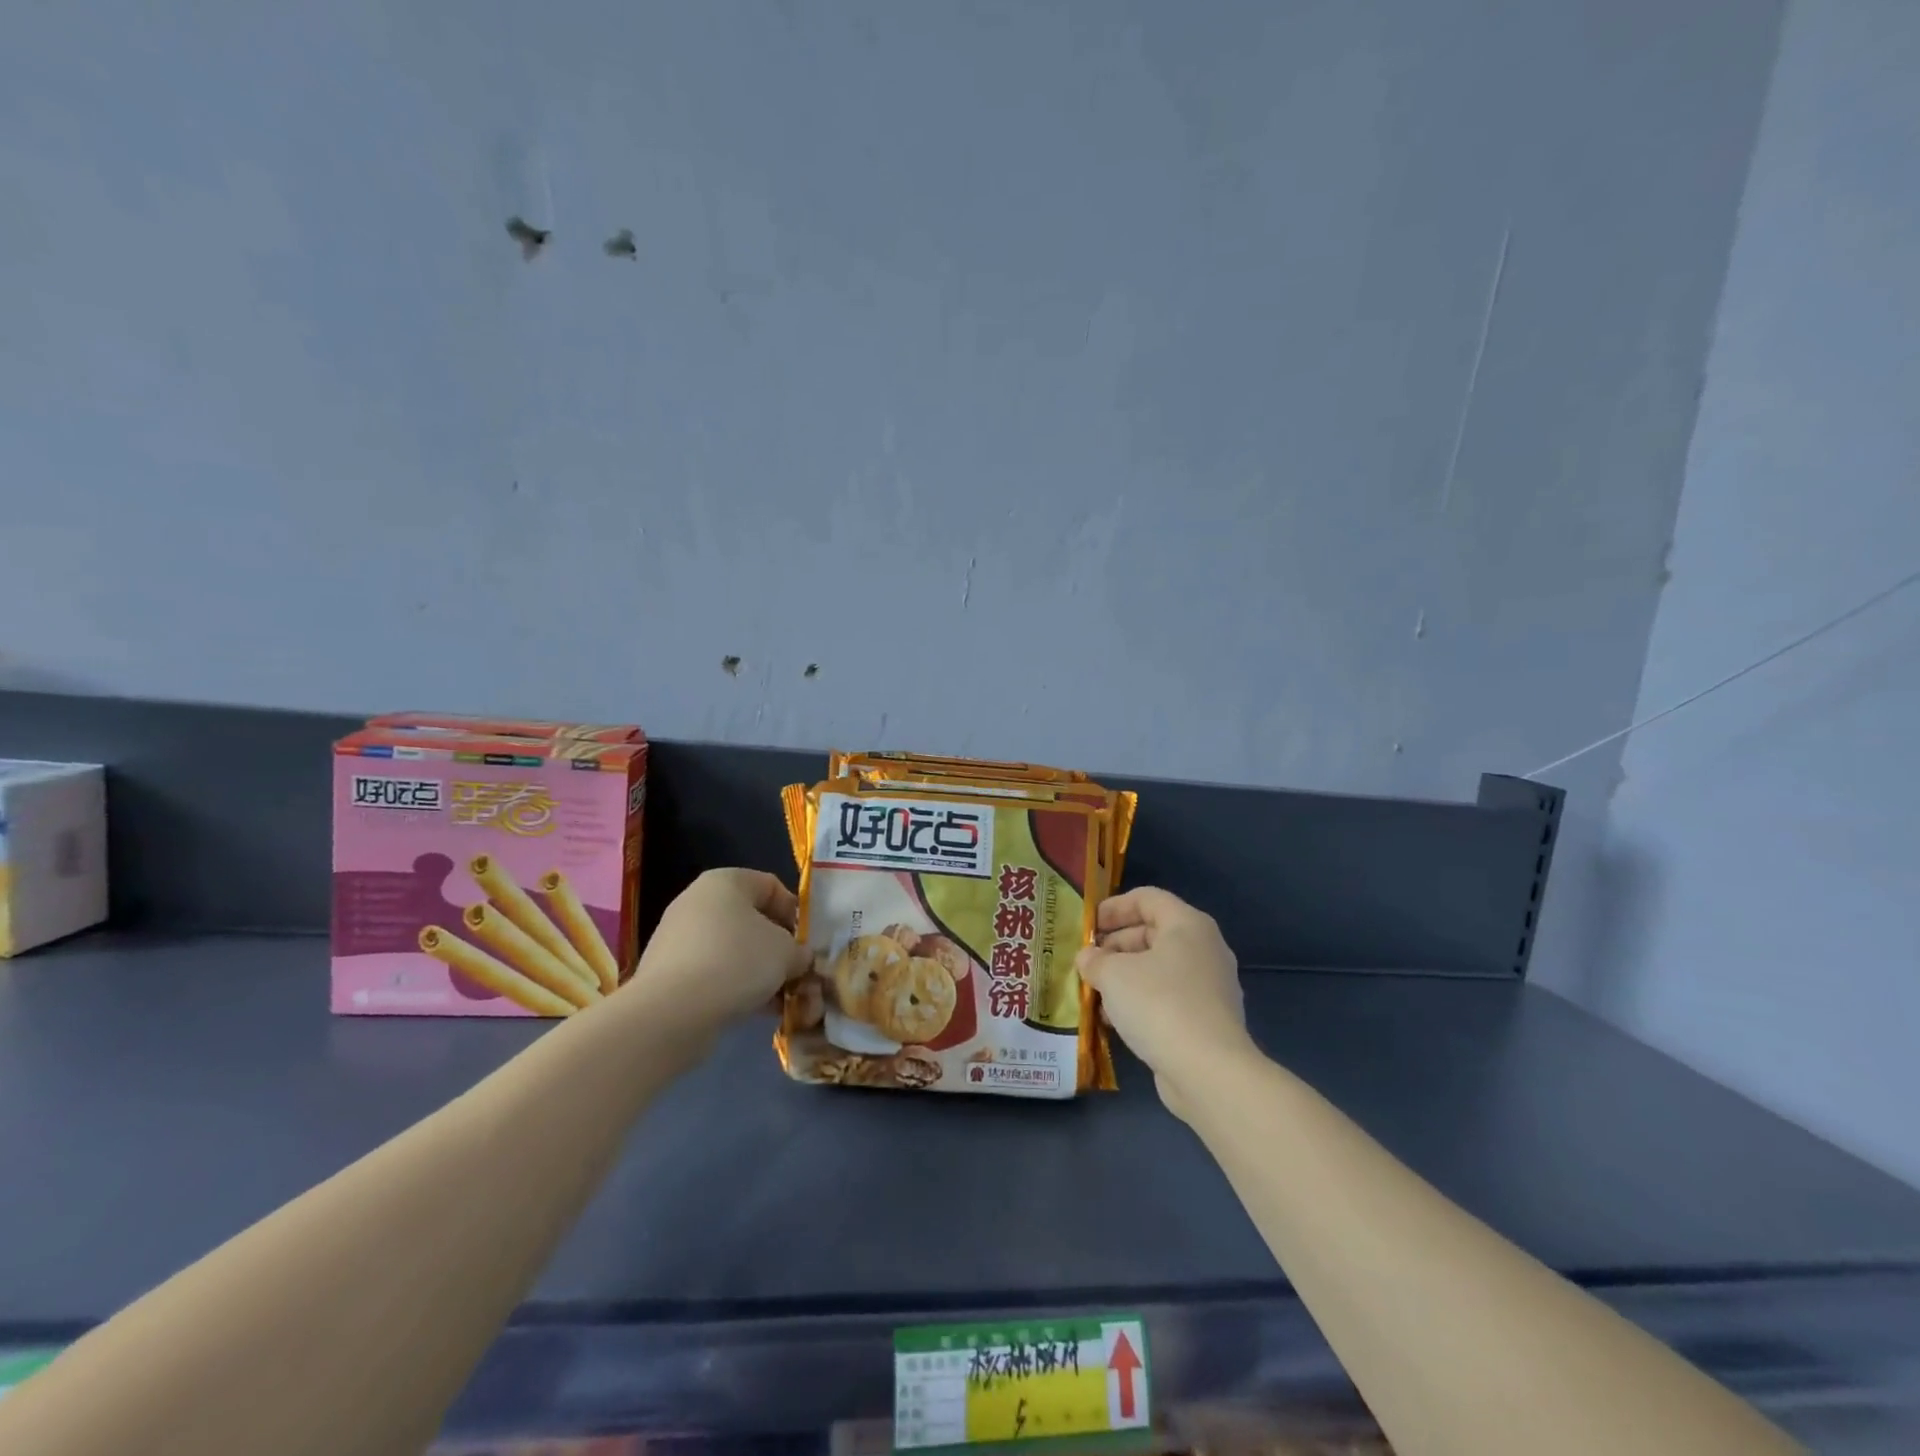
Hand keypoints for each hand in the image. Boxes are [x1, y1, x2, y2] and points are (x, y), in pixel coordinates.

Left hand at [624, 869, 810, 1041]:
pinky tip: (755, 1011)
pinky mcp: (667, 973)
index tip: (807, 942)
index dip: (794, 913)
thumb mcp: (786, 953)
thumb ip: (800, 952)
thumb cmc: (737, 961)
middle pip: (751, 920)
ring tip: (780, 999)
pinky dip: (734, 987)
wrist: (672, 1012)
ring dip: (759, 972)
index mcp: (725, 881)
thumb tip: (799, 959)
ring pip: (732, 950)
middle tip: (796, 973)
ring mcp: (678, 938)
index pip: (771, 886)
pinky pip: (711, 973)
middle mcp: (697, 901)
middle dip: (777, 948)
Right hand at [1076, 887, 1254, 1118]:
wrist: (1208, 1071)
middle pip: (1153, 933)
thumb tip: (1088, 958)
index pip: (1147, 898)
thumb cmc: (1159, 1004)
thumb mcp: (1113, 974)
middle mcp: (1205, 949)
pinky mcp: (1208, 1020)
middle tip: (1087, 961)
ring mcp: (1211, 986)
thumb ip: (1095, 960)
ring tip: (1094, 992)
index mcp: (1188, 925)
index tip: (1088, 926)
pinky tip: (1115, 1021)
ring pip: (1159, 969)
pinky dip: (1141, 1001)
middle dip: (1116, 945)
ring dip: (1125, 977)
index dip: (1114, 907)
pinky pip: (1168, 998)